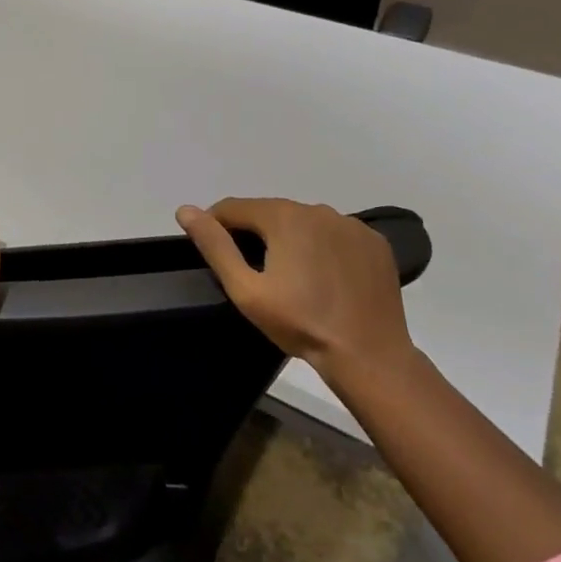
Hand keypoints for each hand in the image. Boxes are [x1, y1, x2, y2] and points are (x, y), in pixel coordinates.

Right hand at [177, 198, 415, 379]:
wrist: (367, 354)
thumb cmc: (299, 322)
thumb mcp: (245, 289)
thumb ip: (215, 246)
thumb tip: (185, 210)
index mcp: (284, 217)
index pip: (234, 207)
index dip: (216, 226)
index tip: (213, 252)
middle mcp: (319, 210)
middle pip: (271, 212)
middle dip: (254, 233)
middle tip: (250, 271)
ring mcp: (353, 226)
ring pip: (304, 222)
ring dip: (289, 238)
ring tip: (288, 276)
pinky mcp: (375, 244)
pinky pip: (336, 235)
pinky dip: (322, 247)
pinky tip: (323, 277)